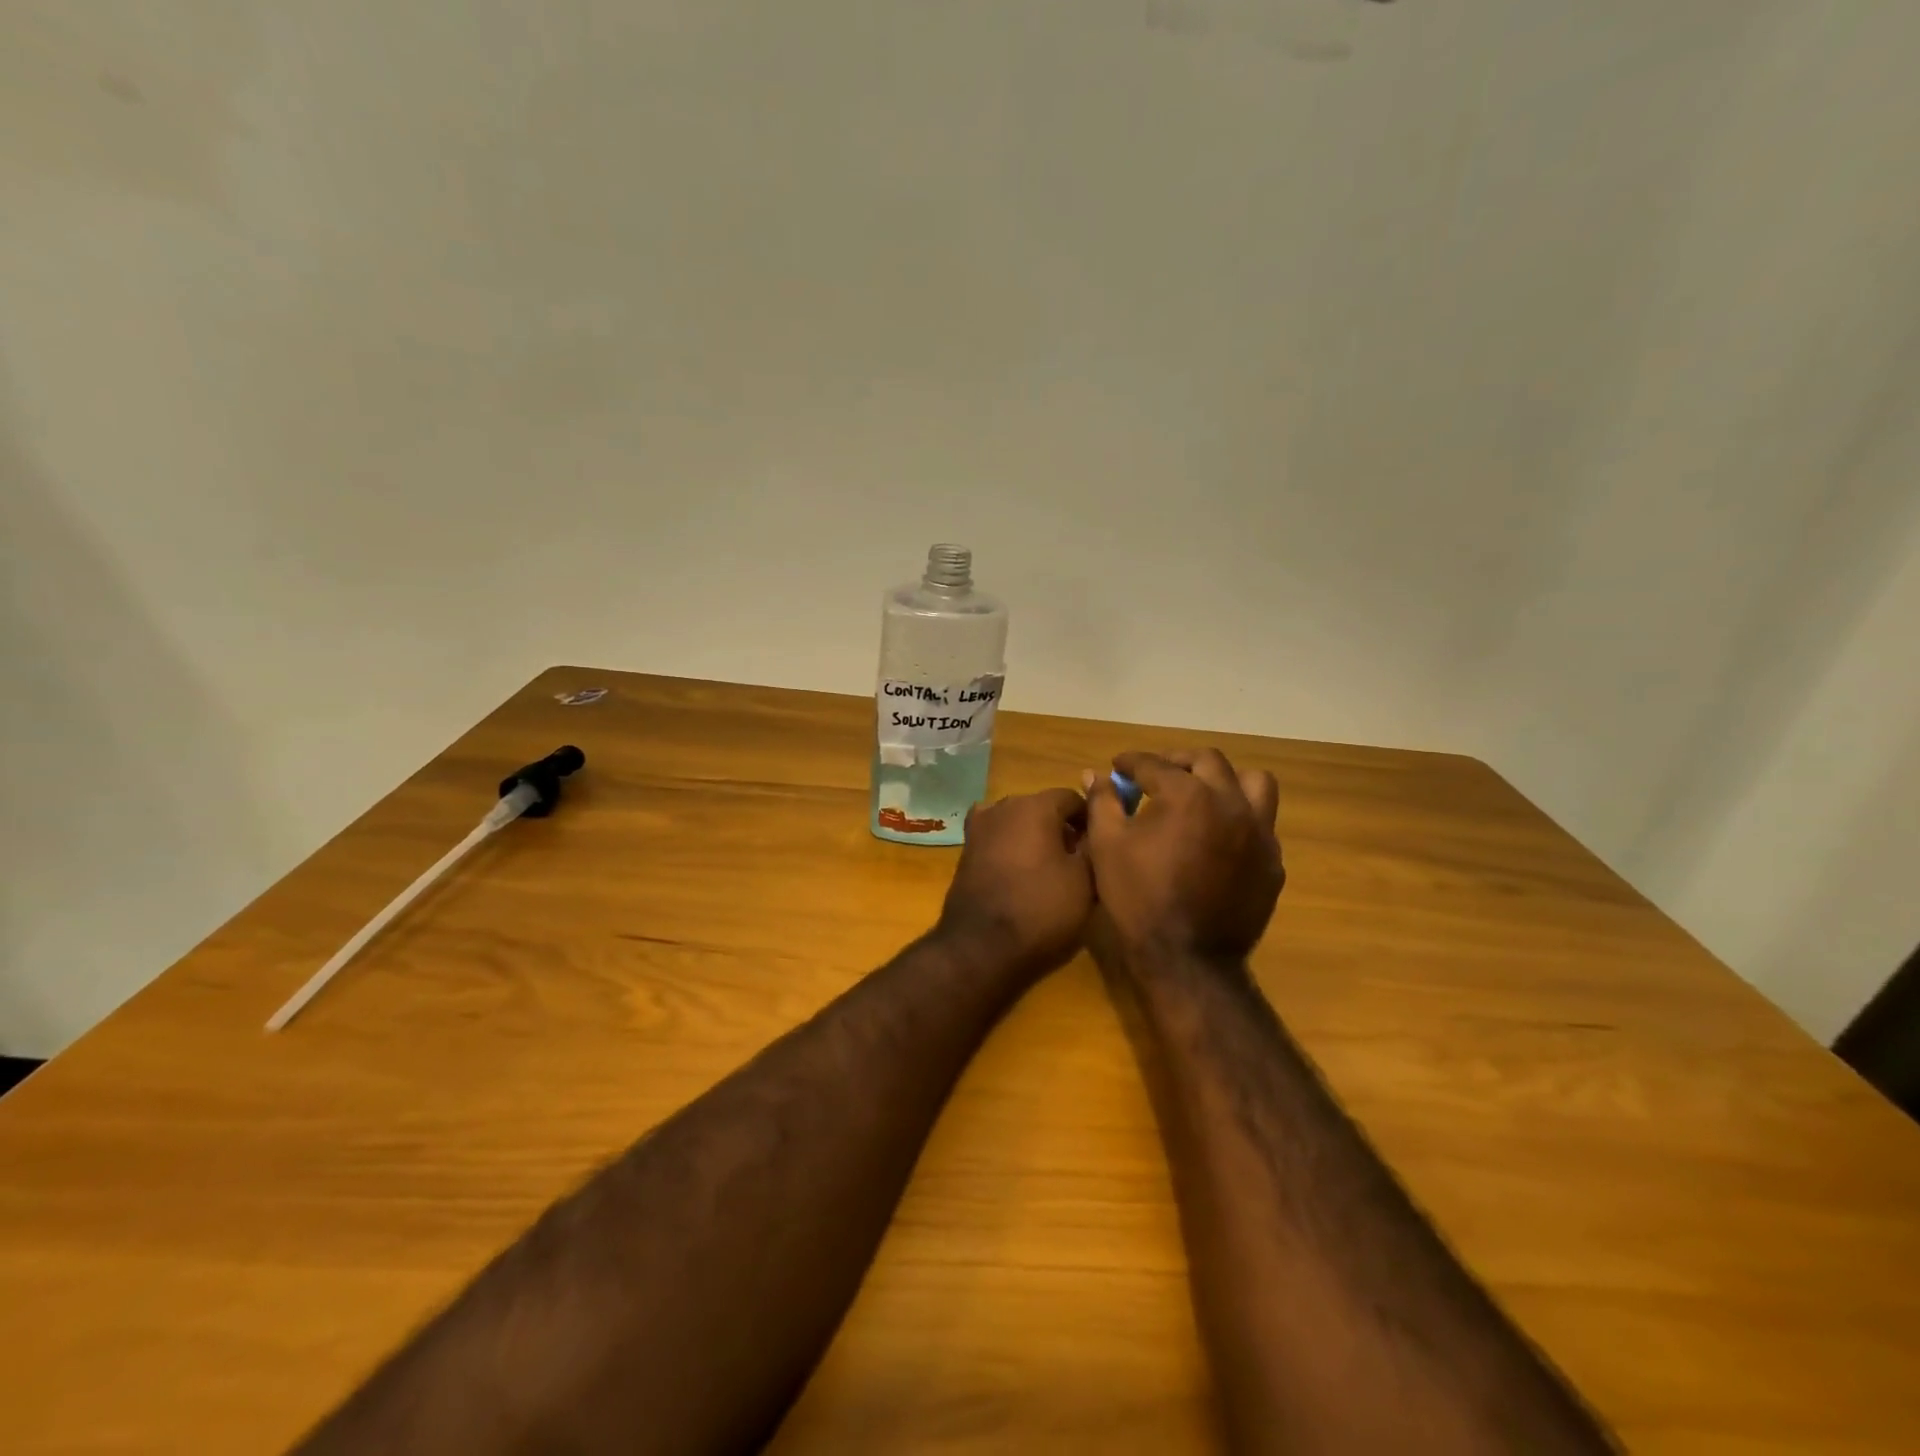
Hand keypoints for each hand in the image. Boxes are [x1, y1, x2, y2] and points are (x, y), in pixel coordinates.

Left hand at [937, 788, 1093, 977]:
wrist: (980, 946)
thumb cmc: (1041, 908)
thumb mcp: (1085, 880)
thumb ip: (1094, 845)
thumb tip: (1096, 830)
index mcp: (1035, 805)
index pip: (1072, 798)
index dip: (1090, 819)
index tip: (1102, 844)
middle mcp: (1003, 806)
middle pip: (1043, 808)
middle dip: (1062, 828)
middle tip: (1080, 860)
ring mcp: (979, 827)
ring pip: (1018, 823)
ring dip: (1036, 838)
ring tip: (1052, 871)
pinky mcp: (966, 850)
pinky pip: (999, 840)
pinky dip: (1013, 849)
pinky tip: (1023, 875)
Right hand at [1084, 750, 1283, 962]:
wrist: (1187, 960)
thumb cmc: (1139, 899)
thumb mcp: (1107, 846)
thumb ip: (1103, 802)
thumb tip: (1096, 775)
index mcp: (1189, 796)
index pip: (1156, 765)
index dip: (1132, 762)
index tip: (1118, 766)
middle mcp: (1231, 804)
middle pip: (1209, 762)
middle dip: (1178, 761)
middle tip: (1156, 774)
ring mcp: (1260, 834)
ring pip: (1253, 784)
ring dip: (1226, 780)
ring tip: (1203, 794)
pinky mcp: (1273, 863)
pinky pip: (1262, 824)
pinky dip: (1240, 818)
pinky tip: (1218, 837)